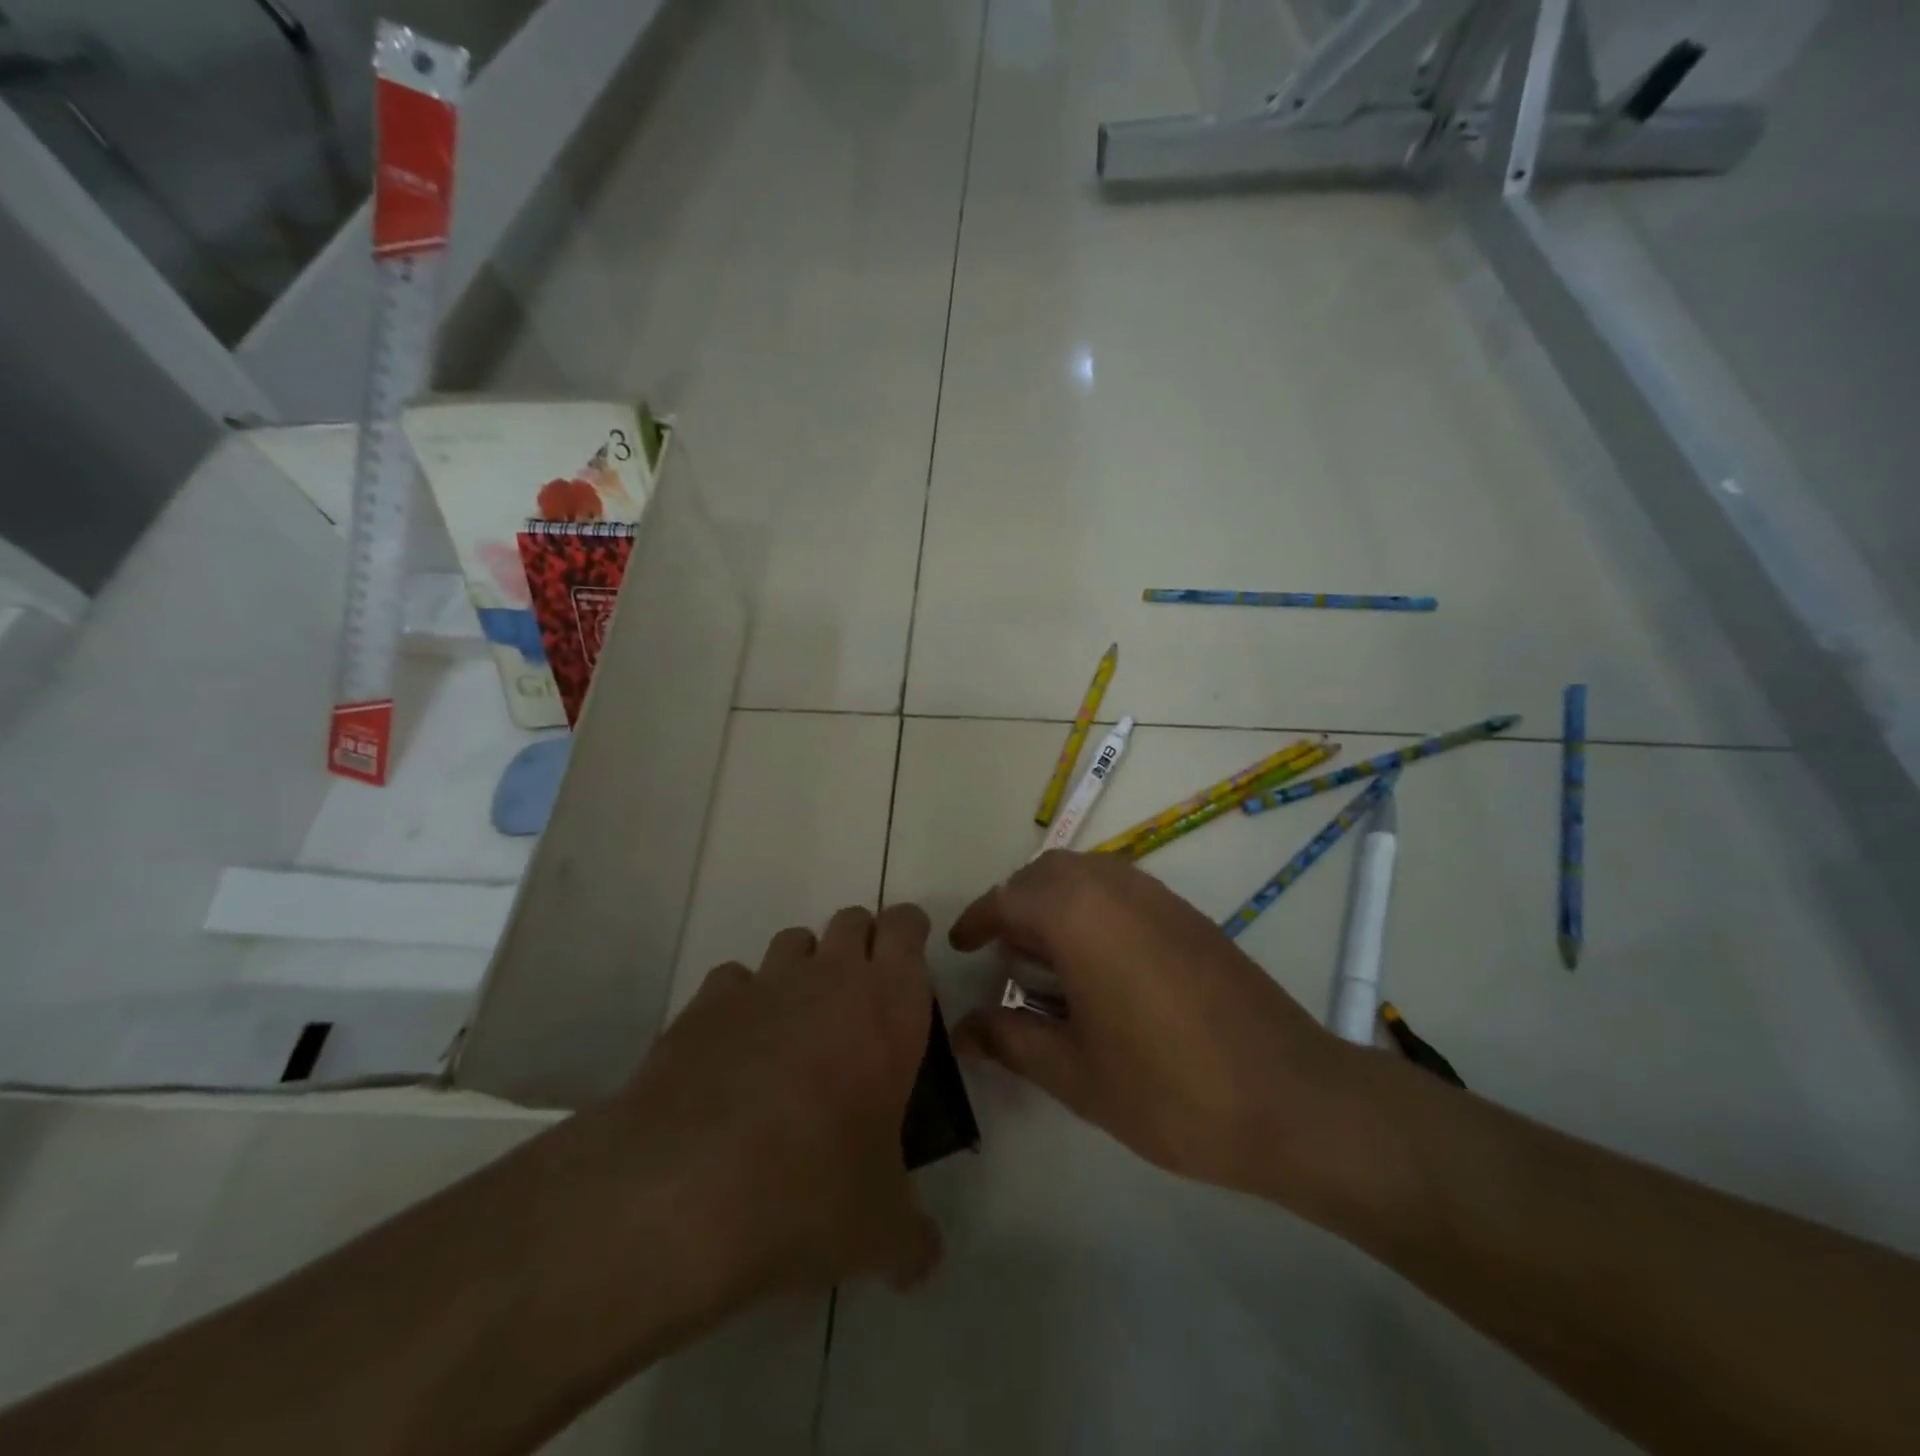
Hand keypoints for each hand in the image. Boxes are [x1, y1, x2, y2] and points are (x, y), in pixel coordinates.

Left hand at [611, 904, 942, 1298]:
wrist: (687, 1190)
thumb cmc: (812, 1190)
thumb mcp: (880, 1228)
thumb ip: (913, 1239)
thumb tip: (924, 1263)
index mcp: (888, 1005)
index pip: (906, 926)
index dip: (909, 932)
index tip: (909, 961)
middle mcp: (829, 977)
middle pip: (851, 920)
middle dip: (860, 946)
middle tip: (859, 1002)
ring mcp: (763, 984)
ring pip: (794, 941)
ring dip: (804, 968)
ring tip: (797, 1026)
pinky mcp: (704, 1003)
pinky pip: (734, 980)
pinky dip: (741, 1001)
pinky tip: (733, 1051)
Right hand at [952, 852, 1362, 1208]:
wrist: (1291, 1099)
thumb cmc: (1170, 1090)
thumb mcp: (1076, 1074)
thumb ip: (1012, 1040)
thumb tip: (967, 1028)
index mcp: (1078, 915)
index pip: (1008, 898)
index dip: (977, 920)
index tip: (960, 946)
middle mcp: (1115, 887)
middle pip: (1046, 872)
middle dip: (1015, 904)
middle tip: (1002, 953)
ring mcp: (1157, 896)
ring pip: (1086, 873)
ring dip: (1055, 900)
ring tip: (1045, 959)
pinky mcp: (1188, 914)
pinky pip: (1121, 888)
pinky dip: (1092, 906)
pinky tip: (1098, 964)